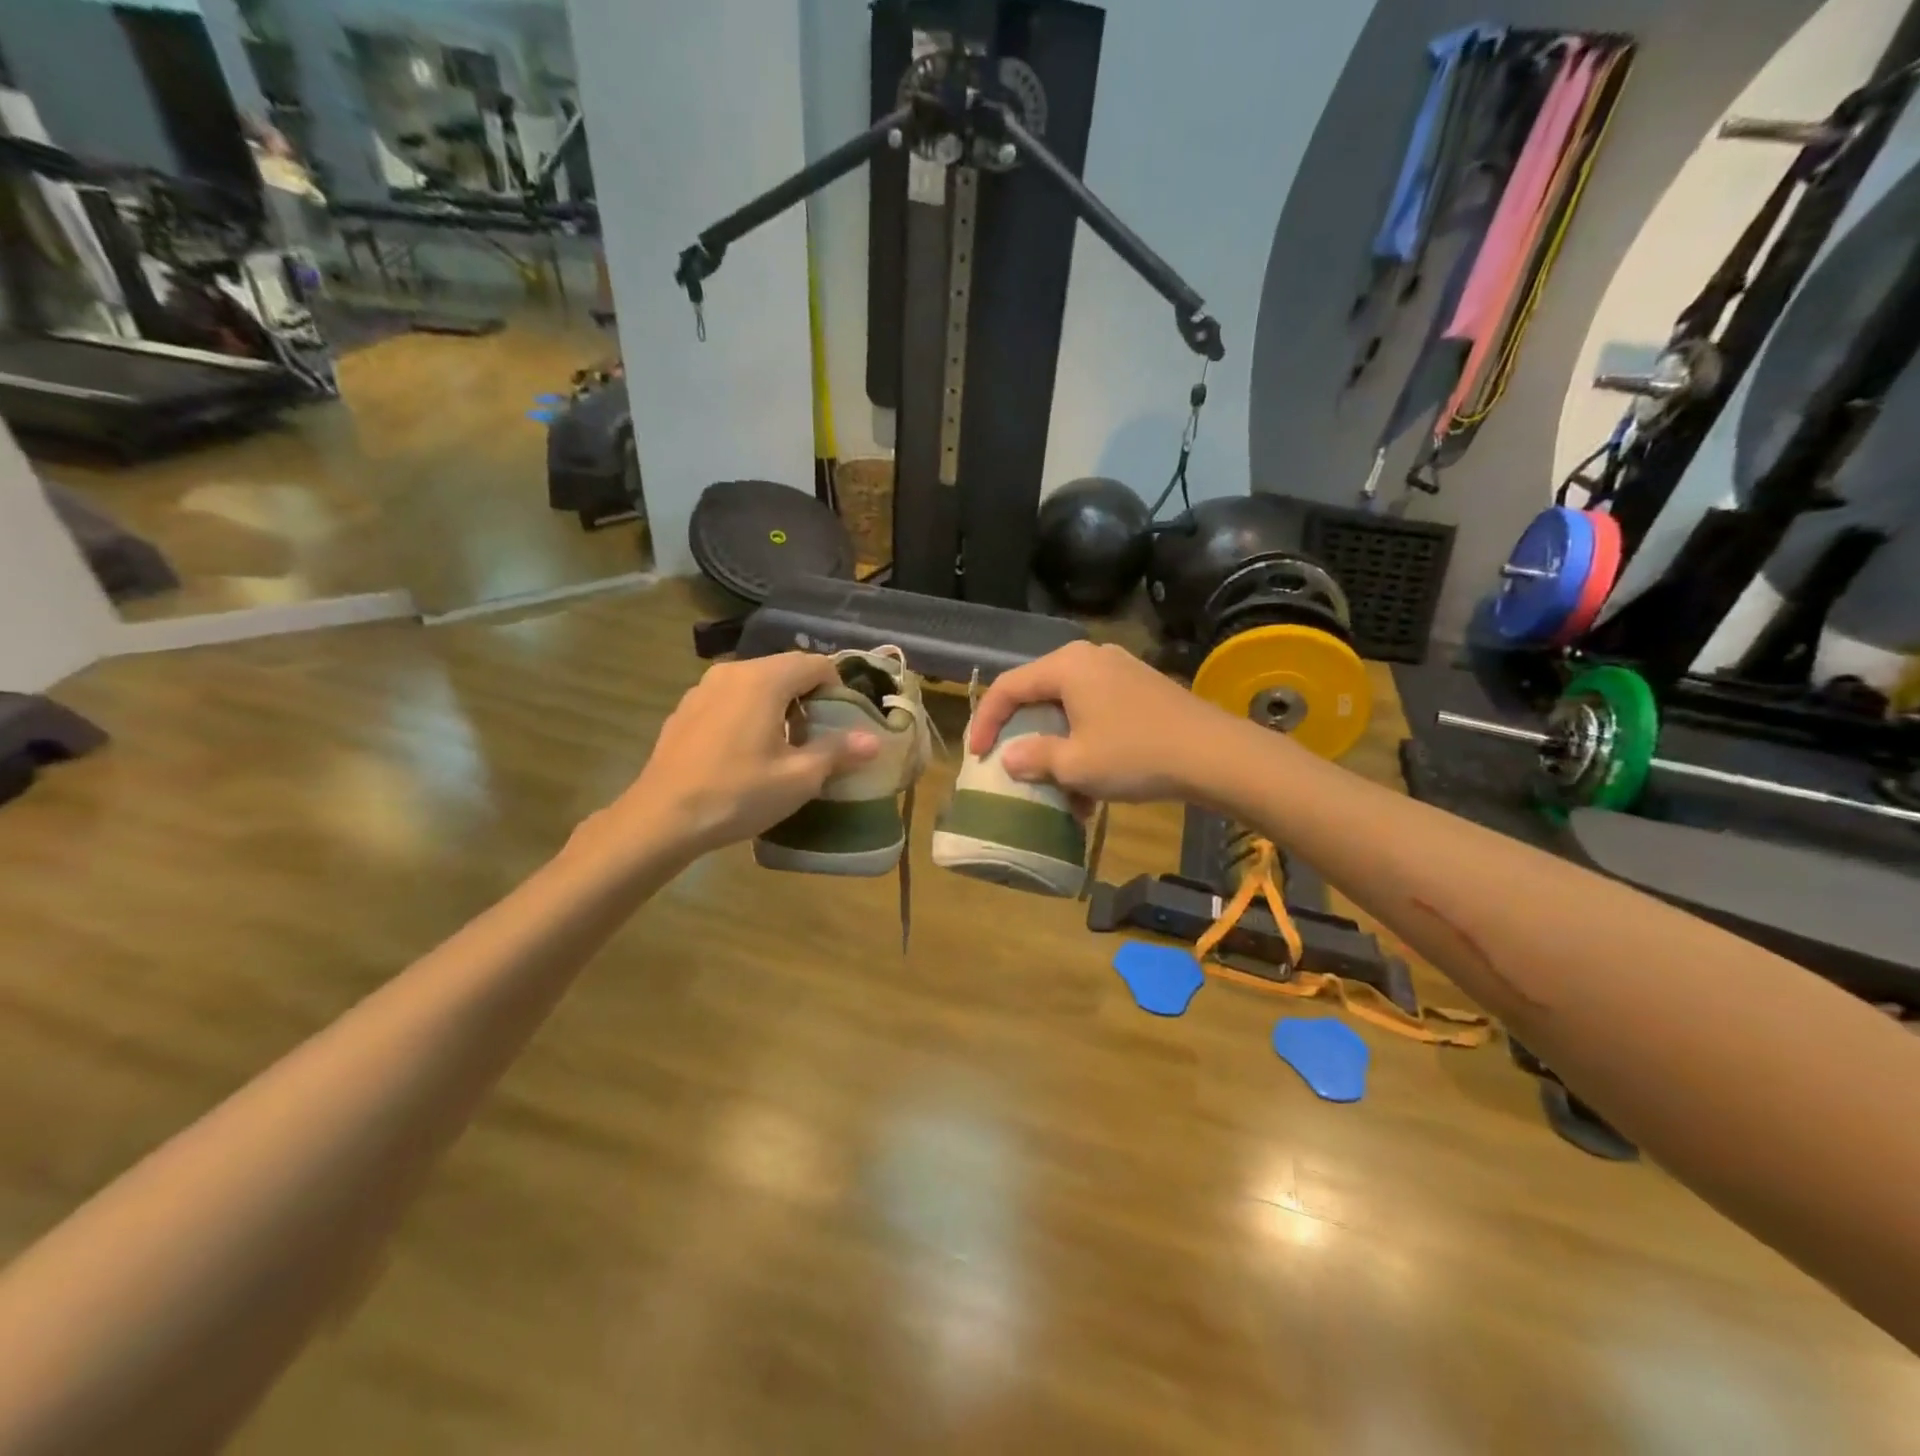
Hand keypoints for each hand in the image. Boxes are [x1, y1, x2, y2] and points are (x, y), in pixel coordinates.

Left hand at [591, 654, 879, 860]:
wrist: (661, 819)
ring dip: (778, 706)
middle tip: (819, 738)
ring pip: (755, 685)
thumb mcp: (799, 778)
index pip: (815, 664)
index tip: (844, 721)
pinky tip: (745, 754)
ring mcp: (702, 689)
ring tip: (784, 747)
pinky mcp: (684, 711)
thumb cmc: (738, 794)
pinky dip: (748, 714)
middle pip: (784, 670)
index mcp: (764, 679)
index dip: (837, 688)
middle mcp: (732, 672)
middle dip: (808, 697)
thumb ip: (838, 752)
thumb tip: (873, 740)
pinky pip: (729, 700)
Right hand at [968, 641, 1234, 803]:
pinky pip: (1097, 713)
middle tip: (1012, 765)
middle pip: (1040, 694)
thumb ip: (1035, 758)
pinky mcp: (1141, 688)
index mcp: (1067, 665)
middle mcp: (1090, 658)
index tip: (977, 755)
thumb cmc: (1135, 755)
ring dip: (1059, 748)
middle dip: (1025, 736)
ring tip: (1059, 789)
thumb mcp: (1076, 764)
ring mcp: (1119, 671)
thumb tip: (1011, 758)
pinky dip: (1086, 744)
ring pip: (1070, 709)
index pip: (1009, 687)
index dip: (986, 721)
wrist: (1214, 755)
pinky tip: (1094, 785)